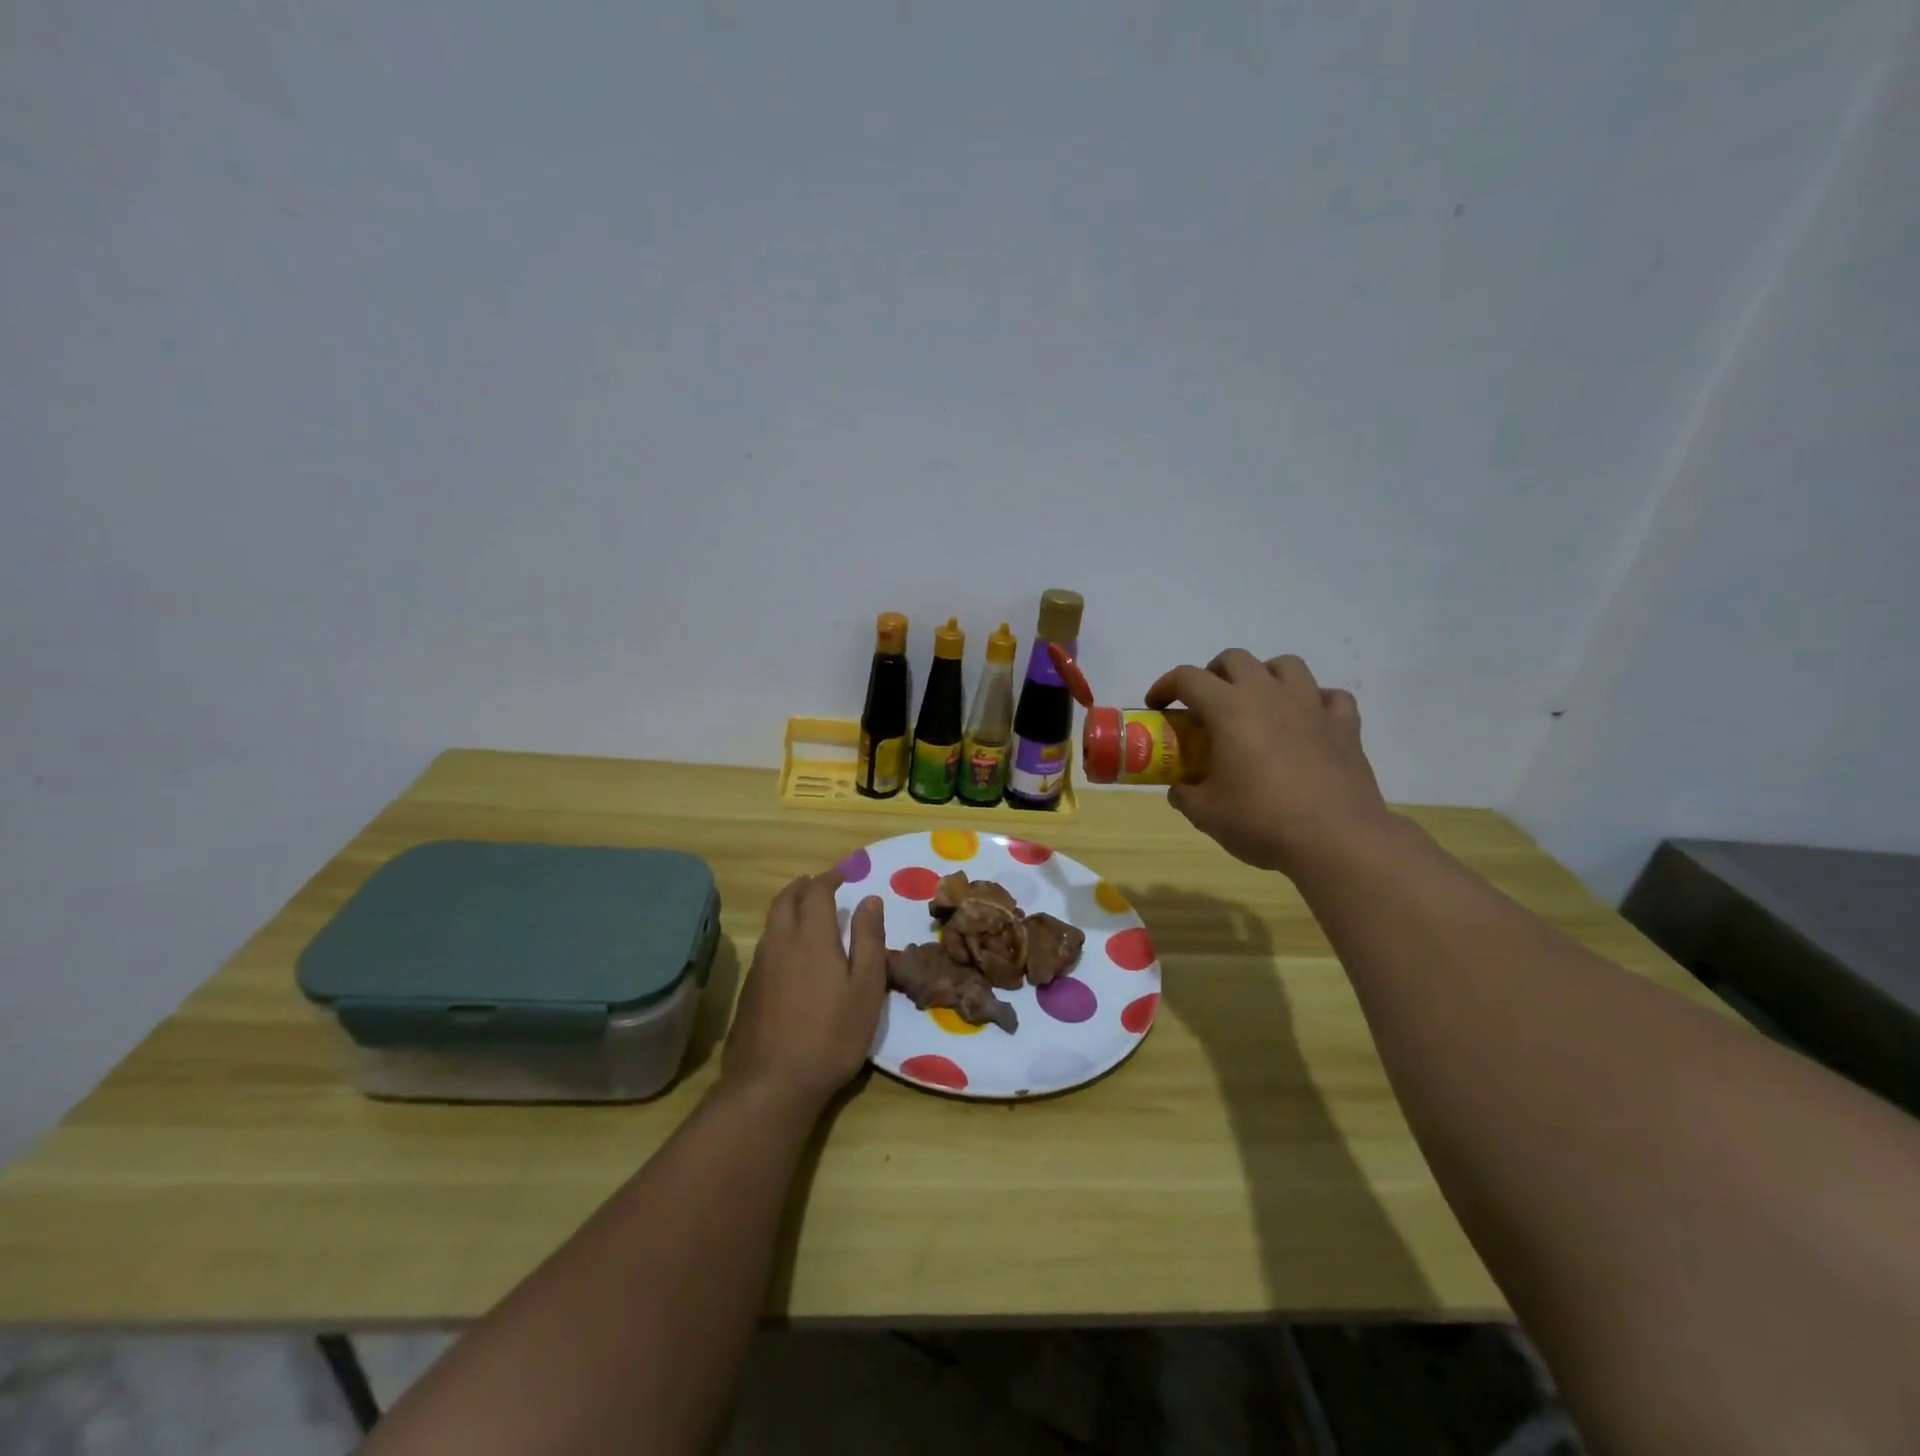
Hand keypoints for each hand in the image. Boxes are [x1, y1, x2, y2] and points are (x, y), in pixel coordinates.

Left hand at [723, 872, 887, 1107]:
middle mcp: (780, 942)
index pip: (817, 892)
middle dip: (803, 886)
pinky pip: (765, 945)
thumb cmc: (831, 1034)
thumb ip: (868, 939)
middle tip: (820, 884)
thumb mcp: (866, 988)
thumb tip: (870, 900)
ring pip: (772, 922)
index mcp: (812, 937)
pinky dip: (780, 932)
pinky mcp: (749, 990)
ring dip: (789, 907)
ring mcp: (760, 966)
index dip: (830, 878)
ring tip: (806, 911)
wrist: (772, 1084)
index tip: (844, 875)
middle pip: (786, 900)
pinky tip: (791, 952)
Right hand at [1146, 650, 1393, 876]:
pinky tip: (1306, 722)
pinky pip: (1330, 696)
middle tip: (1205, 704)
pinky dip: (1314, 702)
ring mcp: (1312, 706)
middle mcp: (1269, 695)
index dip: (1165, 686)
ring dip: (1264, 676)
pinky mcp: (1345, 726)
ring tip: (1257, 703)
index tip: (1157, 706)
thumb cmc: (1262, 821)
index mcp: (1230, 709)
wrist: (1337, 841)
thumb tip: (1180, 790)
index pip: (1188, 678)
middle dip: (1213, 674)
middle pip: (1235, 659)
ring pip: (1286, 665)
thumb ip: (1185, 795)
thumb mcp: (1206, 814)